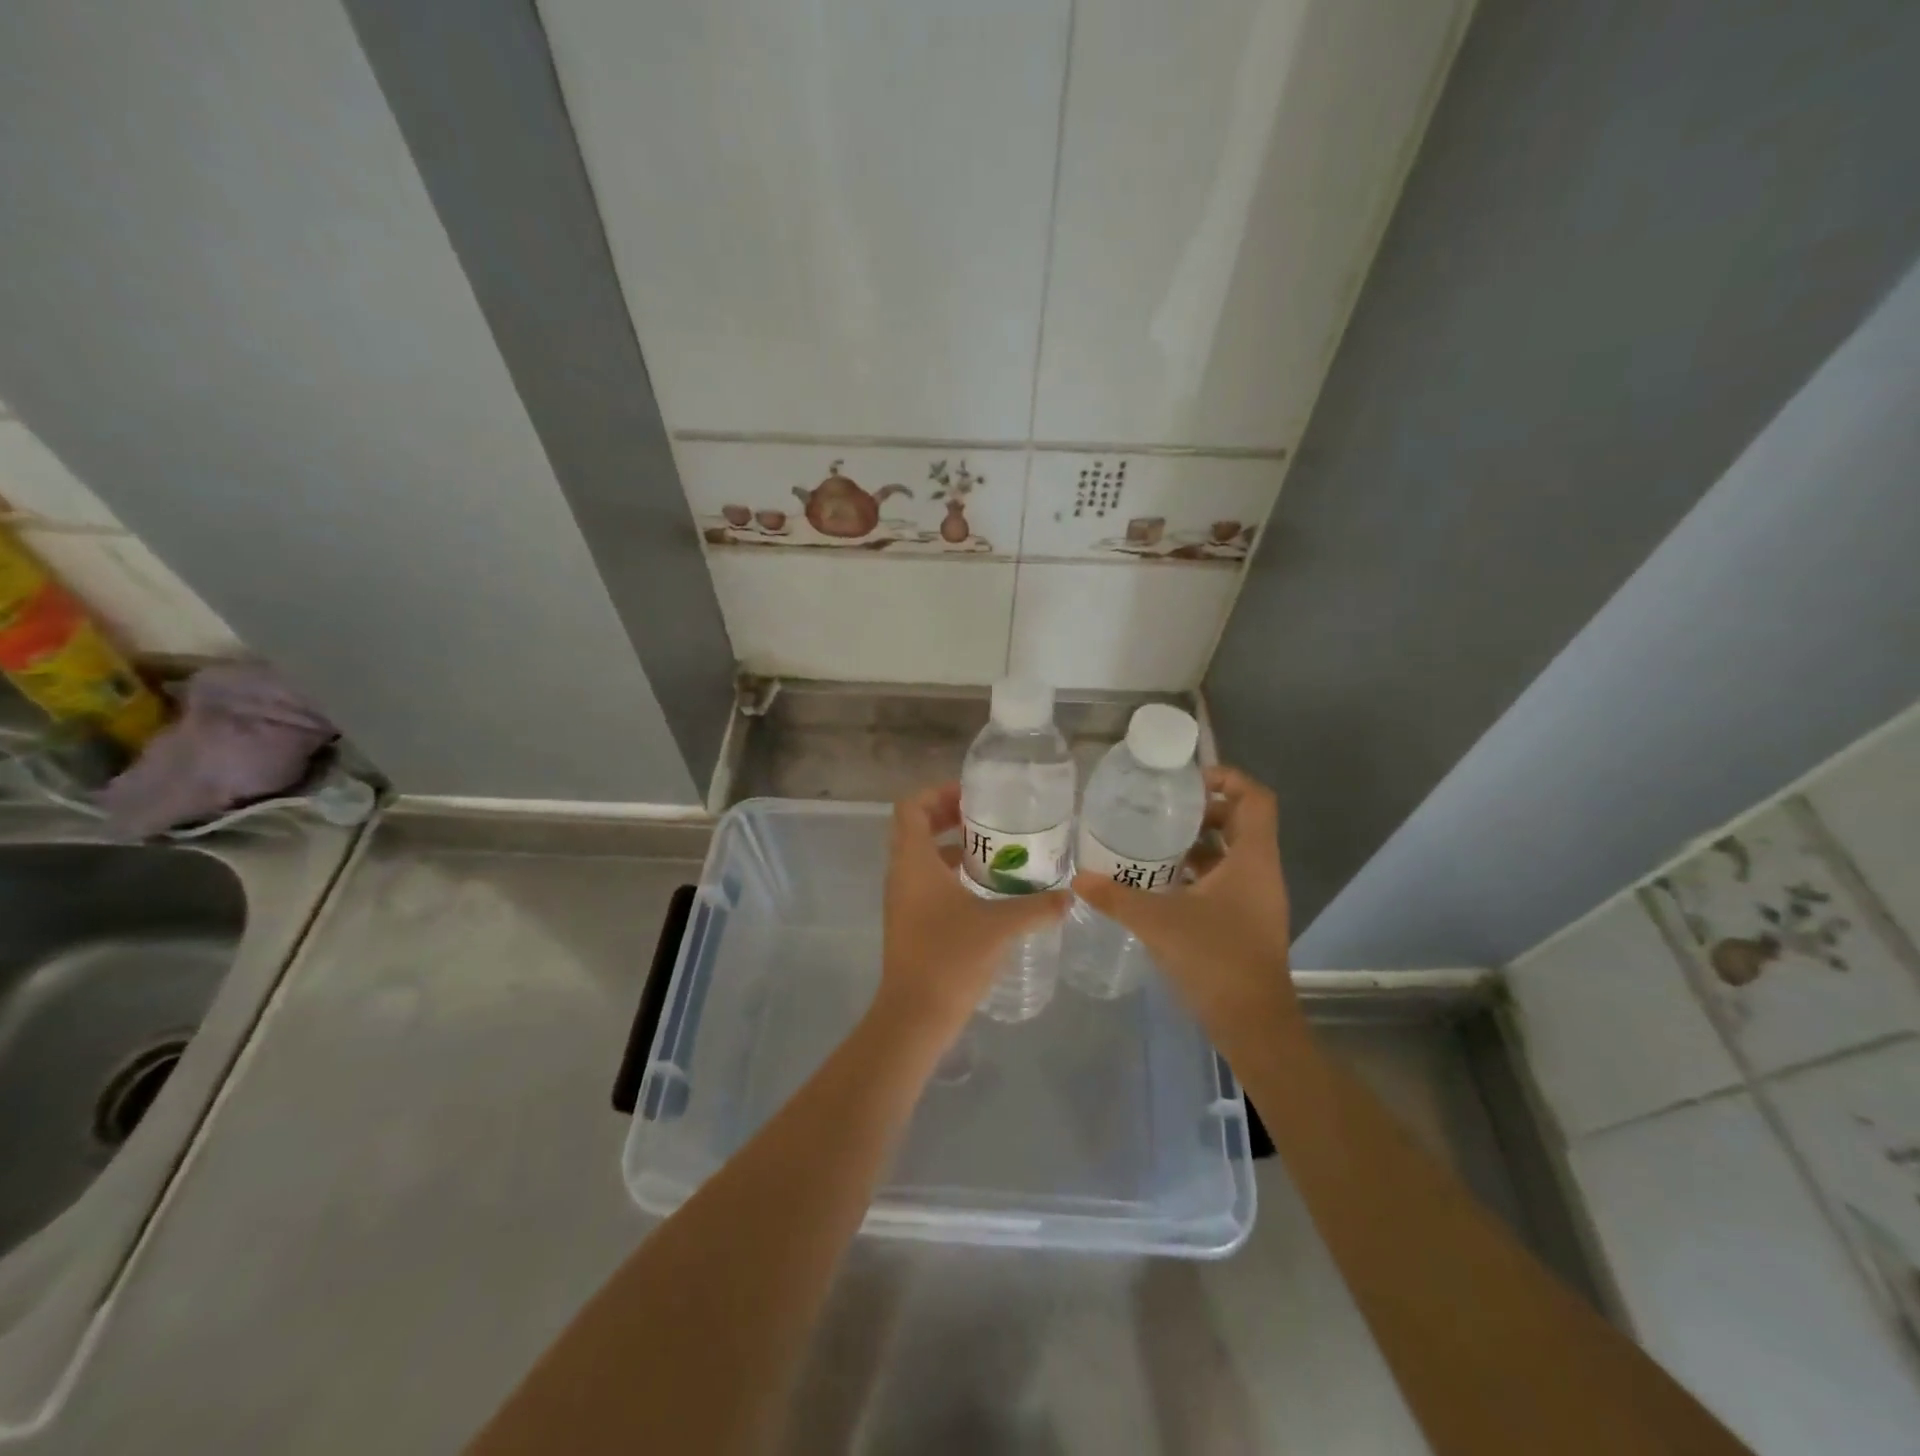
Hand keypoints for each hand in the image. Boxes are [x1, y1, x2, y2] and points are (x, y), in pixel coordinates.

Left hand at [873, 783, 1069, 1048]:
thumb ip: (1037, 907)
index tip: (973, 797)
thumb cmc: (950, 958)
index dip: (938, 793)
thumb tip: (1070, 895)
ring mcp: (903, 900)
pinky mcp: (909, 922)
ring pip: (922, 857)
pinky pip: (927, 883)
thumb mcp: (1000, 926)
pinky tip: (986, 890)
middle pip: (916, 828)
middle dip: (950, 817)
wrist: (915, 1016)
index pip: (911, 807)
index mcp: (914, 862)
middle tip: (989, 819)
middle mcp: (902, 874)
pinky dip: (951, 875)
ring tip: (995, 851)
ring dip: (953, 847)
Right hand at [1073, 766, 1298, 1037]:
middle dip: (1203, 811)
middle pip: (1241, 821)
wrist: (1253, 1023)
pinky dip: (1198, 873)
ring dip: (1198, 844)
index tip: (1186, 784)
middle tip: (1161, 811)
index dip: (1226, 778)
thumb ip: (1115, 897)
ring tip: (1153, 843)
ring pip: (1232, 853)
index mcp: (1252, 859)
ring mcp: (1257, 898)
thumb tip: (1078, 877)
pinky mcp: (1247, 920)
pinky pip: (1226, 880)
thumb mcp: (1157, 922)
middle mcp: (1261, 871)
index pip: (1255, 798)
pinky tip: (1162, 883)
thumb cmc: (1215, 959)